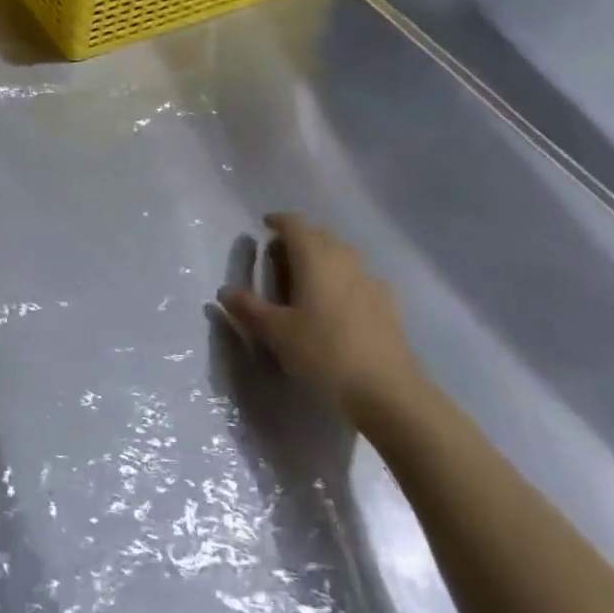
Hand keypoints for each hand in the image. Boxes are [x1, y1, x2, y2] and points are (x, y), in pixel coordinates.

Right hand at [217, 212, 423, 425]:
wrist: (388, 392)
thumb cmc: (324, 353)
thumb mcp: (276, 333)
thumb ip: (249, 308)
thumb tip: (225, 291)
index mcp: (314, 258)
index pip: (295, 224)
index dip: (278, 221)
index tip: (265, 226)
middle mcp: (344, 260)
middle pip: (321, 235)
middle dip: (300, 238)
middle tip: (280, 256)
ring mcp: (370, 281)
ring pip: (343, 255)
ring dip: (323, 257)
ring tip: (307, 279)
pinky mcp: (388, 305)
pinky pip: (360, 279)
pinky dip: (344, 280)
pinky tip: (339, 303)